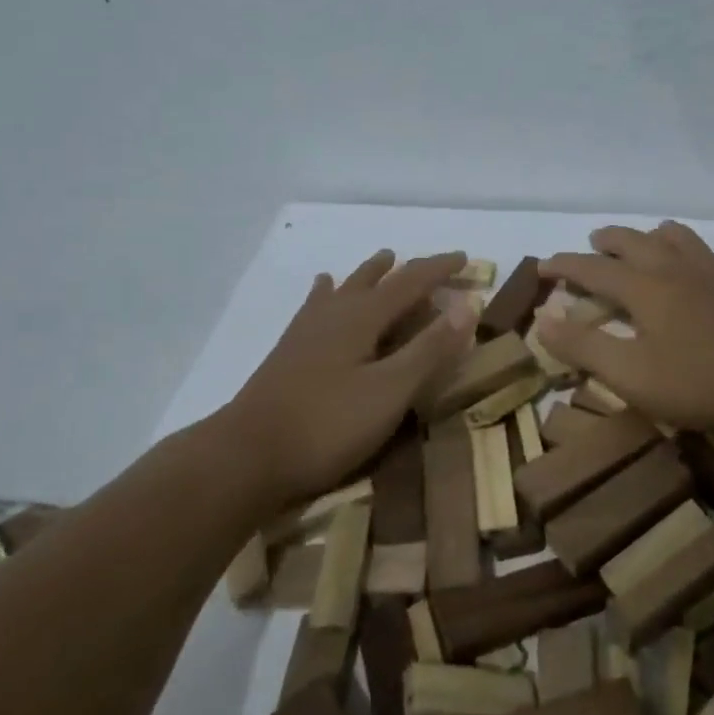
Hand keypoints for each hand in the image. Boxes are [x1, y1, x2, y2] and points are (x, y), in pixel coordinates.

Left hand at [226, 250, 476, 504]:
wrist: (246, 456)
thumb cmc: (327, 425)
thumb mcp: (391, 391)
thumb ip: (430, 348)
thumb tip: (468, 303)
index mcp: (362, 317)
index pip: (410, 281)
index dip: (439, 268)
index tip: (465, 258)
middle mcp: (334, 313)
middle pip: (376, 279)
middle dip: (407, 270)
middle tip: (432, 266)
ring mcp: (306, 331)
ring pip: (345, 288)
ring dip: (369, 274)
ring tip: (383, 261)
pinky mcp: (289, 351)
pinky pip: (316, 306)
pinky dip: (329, 292)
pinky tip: (322, 290)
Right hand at [539, 223, 713, 436]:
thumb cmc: (700, 380)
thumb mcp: (630, 374)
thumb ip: (584, 346)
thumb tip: (543, 319)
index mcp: (644, 287)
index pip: (593, 268)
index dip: (565, 265)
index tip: (542, 266)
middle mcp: (676, 269)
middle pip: (635, 241)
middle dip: (608, 240)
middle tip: (593, 242)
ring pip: (680, 238)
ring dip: (655, 235)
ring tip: (647, 239)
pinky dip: (701, 257)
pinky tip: (706, 267)